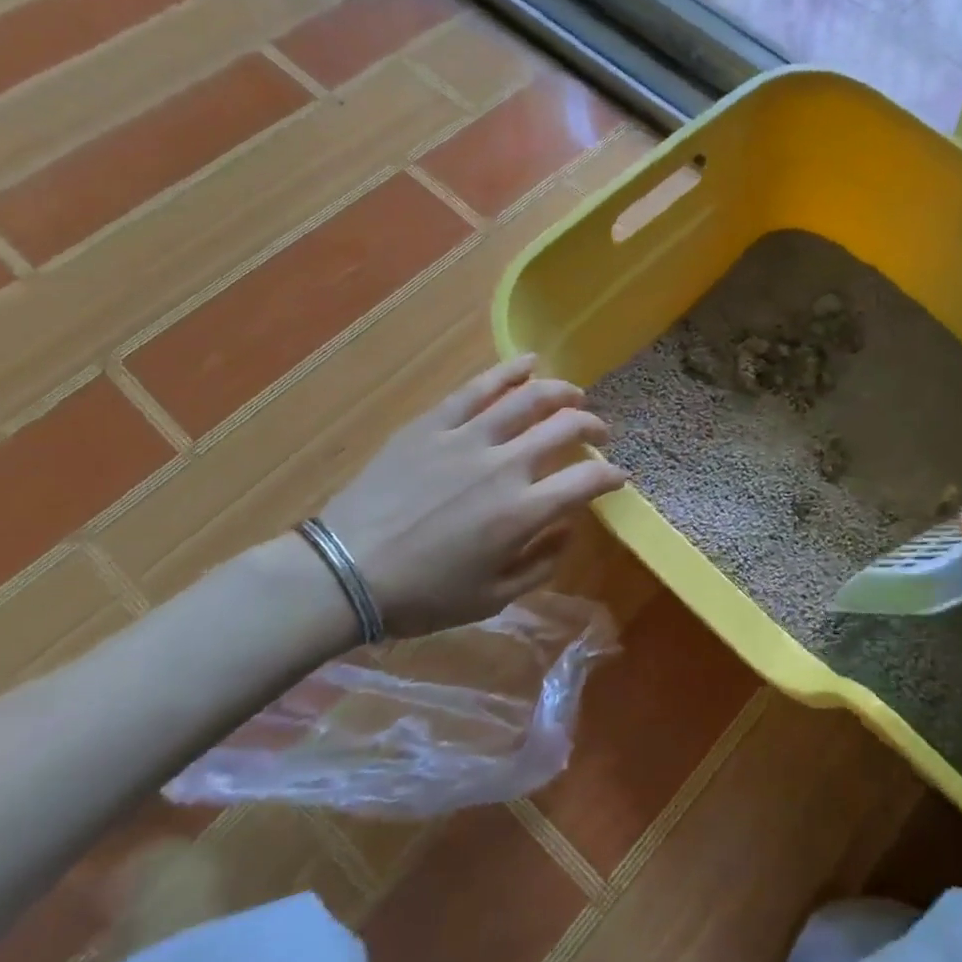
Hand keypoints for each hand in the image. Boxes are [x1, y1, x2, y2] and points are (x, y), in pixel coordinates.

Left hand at [319, 354, 626, 636]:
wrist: (344, 573)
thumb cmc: (422, 594)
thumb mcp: (493, 598)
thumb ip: (541, 563)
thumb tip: (568, 528)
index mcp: (522, 512)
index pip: (587, 480)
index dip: (611, 475)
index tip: (618, 476)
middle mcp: (504, 467)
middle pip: (565, 428)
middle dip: (593, 427)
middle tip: (598, 433)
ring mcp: (466, 439)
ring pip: (528, 399)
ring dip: (561, 392)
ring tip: (575, 395)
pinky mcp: (432, 425)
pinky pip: (477, 389)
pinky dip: (508, 372)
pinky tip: (529, 363)